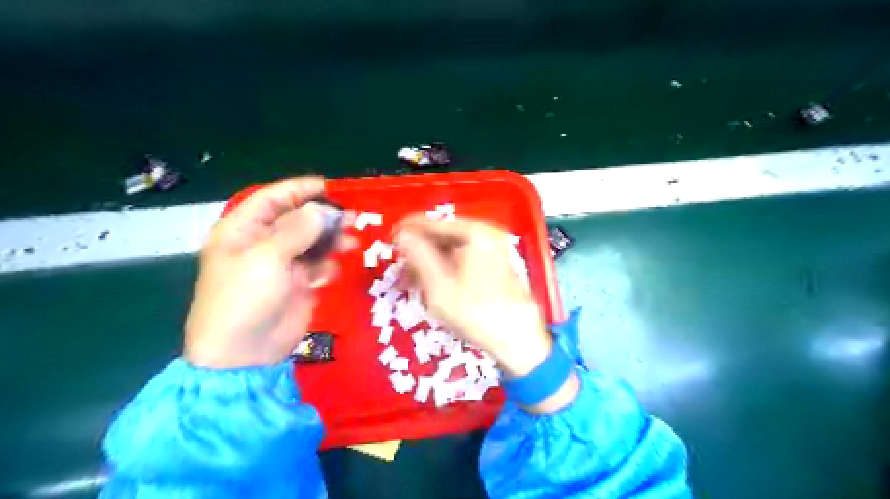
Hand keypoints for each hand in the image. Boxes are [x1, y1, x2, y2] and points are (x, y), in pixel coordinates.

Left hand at [184, 179, 346, 370]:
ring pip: (312, 243)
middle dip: (322, 217)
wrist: (245, 353)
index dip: (298, 190)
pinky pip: (317, 266)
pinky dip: (326, 266)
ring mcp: (281, 265)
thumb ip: (298, 230)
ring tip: (352, 242)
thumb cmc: (245, 297)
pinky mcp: (297, 285)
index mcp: (242, 231)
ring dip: (331, 241)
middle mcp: (262, 244)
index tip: (328, 187)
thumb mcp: (268, 257)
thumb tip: (321, 210)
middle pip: (296, 220)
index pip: (271, 199)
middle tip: (351, 217)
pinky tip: (329, 273)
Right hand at [394, 216, 553, 376]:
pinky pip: (464, 258)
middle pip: (444, 235)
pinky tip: (434, 282)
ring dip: (432, 261)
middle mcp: (487, 234)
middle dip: (421, 249)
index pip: (434, 224)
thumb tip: (402, 234)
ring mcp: (494, 249)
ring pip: (453, 248)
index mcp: (475, 233)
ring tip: (413, 278)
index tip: (391, 236)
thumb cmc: (476, 312)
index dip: (410, 230)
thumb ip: (419, 256)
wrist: (518, 339)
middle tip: (401, 265)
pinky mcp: (496, 264)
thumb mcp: (440, 286)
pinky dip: (446, 267)